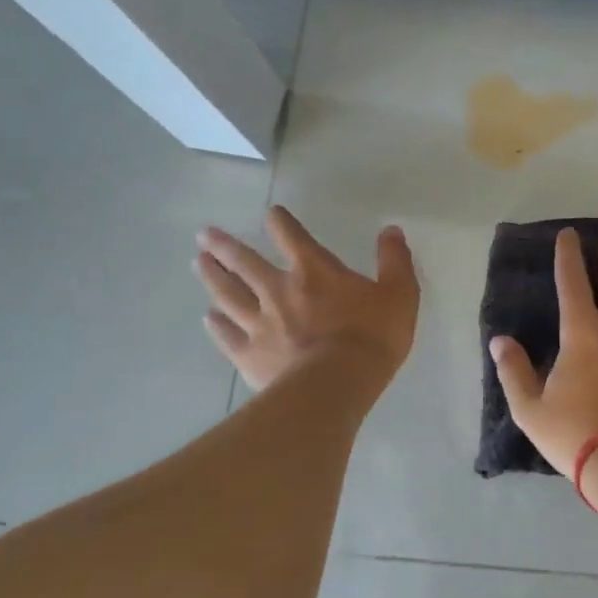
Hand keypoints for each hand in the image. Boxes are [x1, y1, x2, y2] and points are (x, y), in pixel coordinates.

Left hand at [195, 206, 418, 391]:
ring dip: (213, 277)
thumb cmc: (372, 337)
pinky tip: (208, 318)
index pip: (292, 236)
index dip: (281, 222)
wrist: (336, 384)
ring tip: (199, 263)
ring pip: (228, 294)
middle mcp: (279, 290)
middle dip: (226, 246)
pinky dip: (216, 325)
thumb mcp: (399, 294)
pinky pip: (228, 335)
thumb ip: (394, 261)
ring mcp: (259, 323)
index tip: (272, 213)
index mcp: (314, 271)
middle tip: (205, 235)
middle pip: (245, 262)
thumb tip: (391, 230)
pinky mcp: (249, 355)